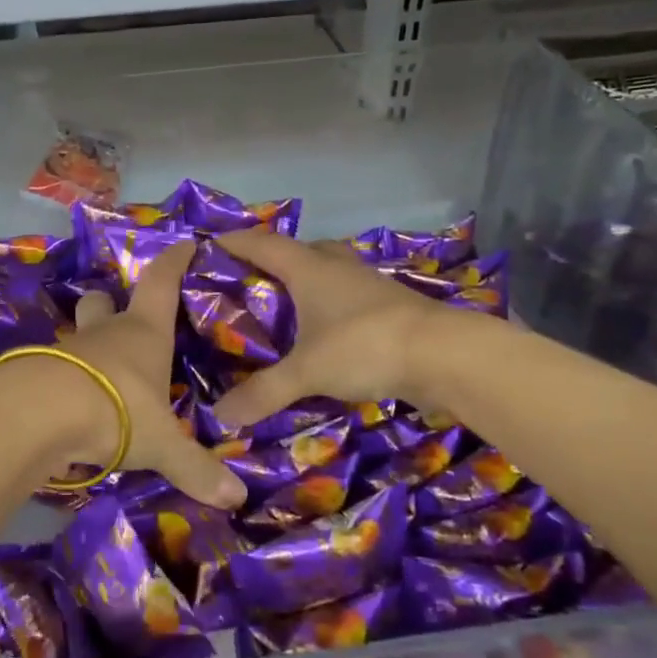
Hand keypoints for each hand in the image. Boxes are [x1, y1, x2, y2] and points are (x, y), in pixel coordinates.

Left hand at [53, 240, 246, 509]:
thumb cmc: (117, 409)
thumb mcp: (163, 443)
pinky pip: (53, 369)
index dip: (174, 261)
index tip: (185, 243)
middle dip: (109, 303)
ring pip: (76, 335)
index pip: (161, 282)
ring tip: (98, 372)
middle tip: (119, 318)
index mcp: (143, 333)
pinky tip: (70, 403)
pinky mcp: (35, 371)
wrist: (40, 414)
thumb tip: (237, 501)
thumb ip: (196, 469)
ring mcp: (66, 349)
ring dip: (85, 347)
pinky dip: (63, 380)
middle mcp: (105, 333)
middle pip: (103, 301)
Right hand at [212, 230, 456, 425]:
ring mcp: (369, 284)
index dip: (236, 241)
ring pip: (329, 271)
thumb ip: (263, 392)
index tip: (211, 243)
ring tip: (286, 306)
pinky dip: (332, 305)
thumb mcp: (307, 372)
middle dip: (274, 259)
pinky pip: (349, 295)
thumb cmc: (364, 346)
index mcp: (310, 269)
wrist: (445, 354)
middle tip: (251, 280)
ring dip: (307, 281)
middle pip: (300, 250)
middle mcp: (338, 267)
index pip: (263, 243)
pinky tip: (327, 330)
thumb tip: (220, 416)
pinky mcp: (391, 306)